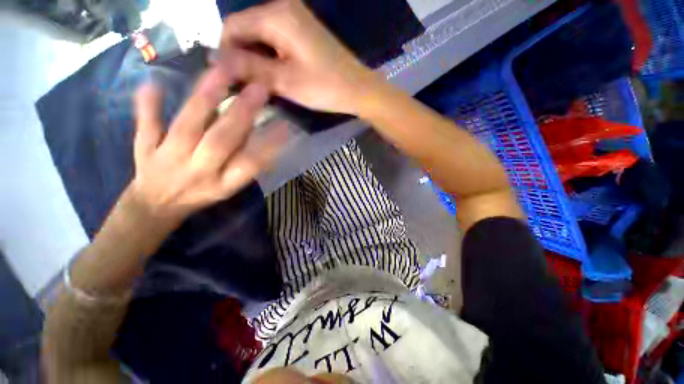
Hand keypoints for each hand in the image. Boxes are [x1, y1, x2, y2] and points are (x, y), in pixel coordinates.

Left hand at [128, 65, 286, 224]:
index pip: (250, 164)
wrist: (156, 206)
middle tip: (258, 89)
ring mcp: (169, 159)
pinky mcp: (145, 149)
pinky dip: (148, 105)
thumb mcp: (230, 188)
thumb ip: (244, 166)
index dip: (269, 146)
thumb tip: (265, 139)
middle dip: (241, 114)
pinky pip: (146, 126)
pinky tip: (153, 82)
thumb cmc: (202, 195)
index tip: (284, 125)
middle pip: (220, 141)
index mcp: (224, 184)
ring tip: (222, 71)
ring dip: (205, 98)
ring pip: (188, 127)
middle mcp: (199, 172)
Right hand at [219, 0, 380, 114]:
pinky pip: (275, 40)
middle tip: (245, 86)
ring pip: (260, 36)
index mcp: (276, 15)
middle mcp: (283, 8)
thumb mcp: (285, 81)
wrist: (357, 89)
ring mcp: (295, 18)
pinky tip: (274, 75)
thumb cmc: (325, 87)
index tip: (227, 79)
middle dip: (241, 56)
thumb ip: (249, 68)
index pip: (232, 26)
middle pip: (246, 29)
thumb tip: (216, 61)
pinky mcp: (303, 32)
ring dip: (256, 59)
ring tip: (260, 84)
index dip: (224, 52)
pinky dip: (270, 57)